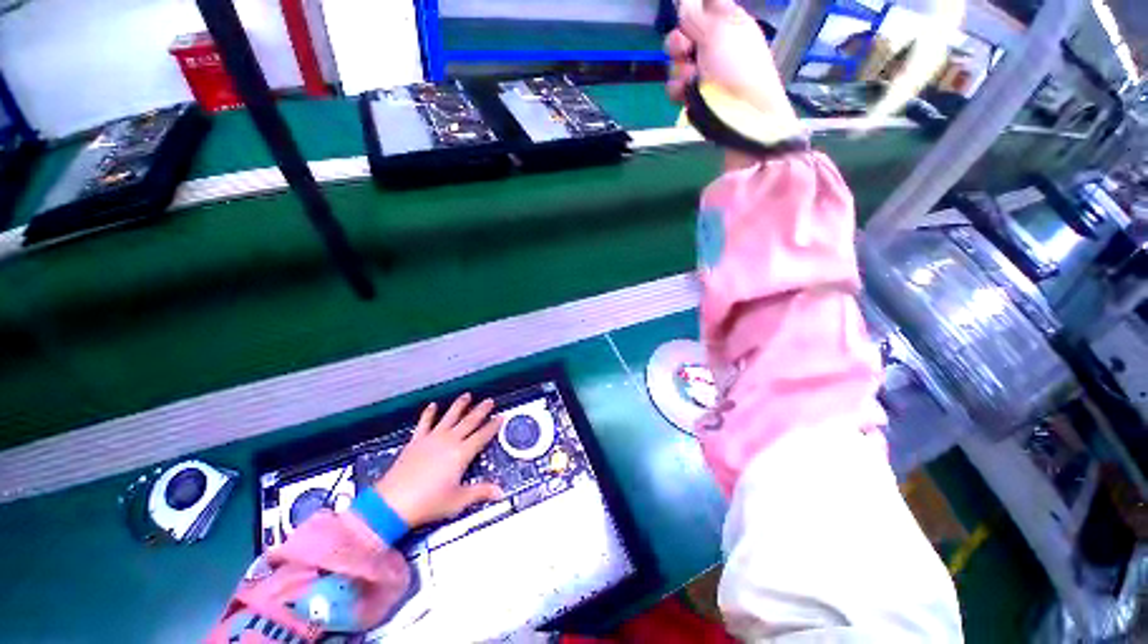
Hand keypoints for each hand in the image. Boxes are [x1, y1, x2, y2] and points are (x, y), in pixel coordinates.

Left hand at [374, 393, 502, 527]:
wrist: (393, 503)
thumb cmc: (429, 502)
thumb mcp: (458, 500)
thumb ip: (480, 492)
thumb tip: (500, 492)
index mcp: (462, 453)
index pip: (482, 436)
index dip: (493, 426)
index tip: (501, 416)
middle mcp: (449, 441)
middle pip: (469, 421)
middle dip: (481, 410)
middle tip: (489, 401)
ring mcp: (432, 438)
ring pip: (450, 417)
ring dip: (459, 405)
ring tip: (467, 395)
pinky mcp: (416, 441)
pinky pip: (425, 423)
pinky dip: (429, 413)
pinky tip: (433, 405)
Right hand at [665, 0, 796, 124]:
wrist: (741, 117)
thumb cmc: (737, 69)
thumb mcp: (719, 32)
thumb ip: (697, 15)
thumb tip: (684, 2)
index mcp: (726, 23)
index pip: (704, 5)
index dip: (691, 9)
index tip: (683, 14)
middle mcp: (713, 45)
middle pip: (682, 34)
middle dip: (678, 43)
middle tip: (685, 49)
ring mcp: (702, 72)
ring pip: (675, 62)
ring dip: (678, 70)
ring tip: (692, 79)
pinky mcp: (693, 95)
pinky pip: (675, 86)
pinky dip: (678, 90)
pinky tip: (687, 94)